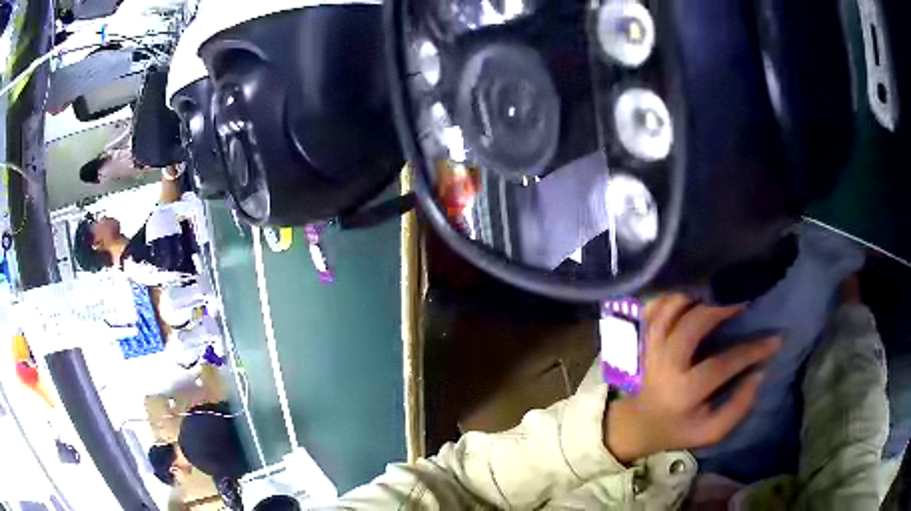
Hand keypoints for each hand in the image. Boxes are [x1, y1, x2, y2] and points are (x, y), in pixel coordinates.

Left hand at [605, 295, 780, 462]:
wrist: (635, 426)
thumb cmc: (677, 428)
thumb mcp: (709, 431)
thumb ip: (738, 407)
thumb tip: (759, 374)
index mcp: (683, 393)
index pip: (723, 364)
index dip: (752, 350)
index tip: (774, 339)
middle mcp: (664, 367)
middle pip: (692, 325)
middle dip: (721, 309)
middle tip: (741, 303)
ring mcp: (647, 351)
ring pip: (669, 312)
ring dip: (695, 299)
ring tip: (716, 296)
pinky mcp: (637, 341)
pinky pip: (650, 311)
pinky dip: (669, 299)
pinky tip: (688, 298)